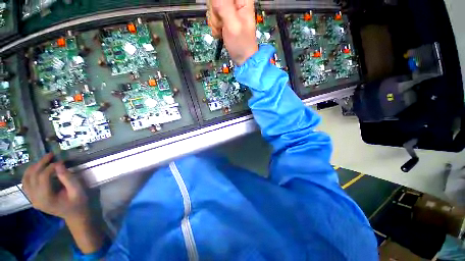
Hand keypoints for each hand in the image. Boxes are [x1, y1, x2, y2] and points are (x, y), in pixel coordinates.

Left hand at [22, 153, 88, 220]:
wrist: (74, 215)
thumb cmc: (78, 203)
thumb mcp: (77, 191)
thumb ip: (68, 178)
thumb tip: (59, 164)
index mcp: (46, 199)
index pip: (43, 178)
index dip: (51, 167)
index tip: (61, 161)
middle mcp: (36, 199)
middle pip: (32, 177)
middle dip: (41, 163)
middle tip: (51, 155)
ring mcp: (33, 199)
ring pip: (26, 179)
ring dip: (33, 167)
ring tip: (43, 160)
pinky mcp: (33, 198)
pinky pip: (26, 184)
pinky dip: (29, 174)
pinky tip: (36, 169)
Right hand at [207, 0, 257, 64]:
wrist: (242, 58)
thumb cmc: (241, 44)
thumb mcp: (233, 24)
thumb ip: (224, 6)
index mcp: (242, 0)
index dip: (218, 2)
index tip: (218, 10)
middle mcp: (235, 2)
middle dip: (215, 11)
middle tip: (221, 23)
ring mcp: (229, 9)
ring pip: (213, 6)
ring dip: (214, 20)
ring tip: (222, 30)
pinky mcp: (224, 17)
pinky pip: (213, 15)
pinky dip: (214, 25)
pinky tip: (220, 32)